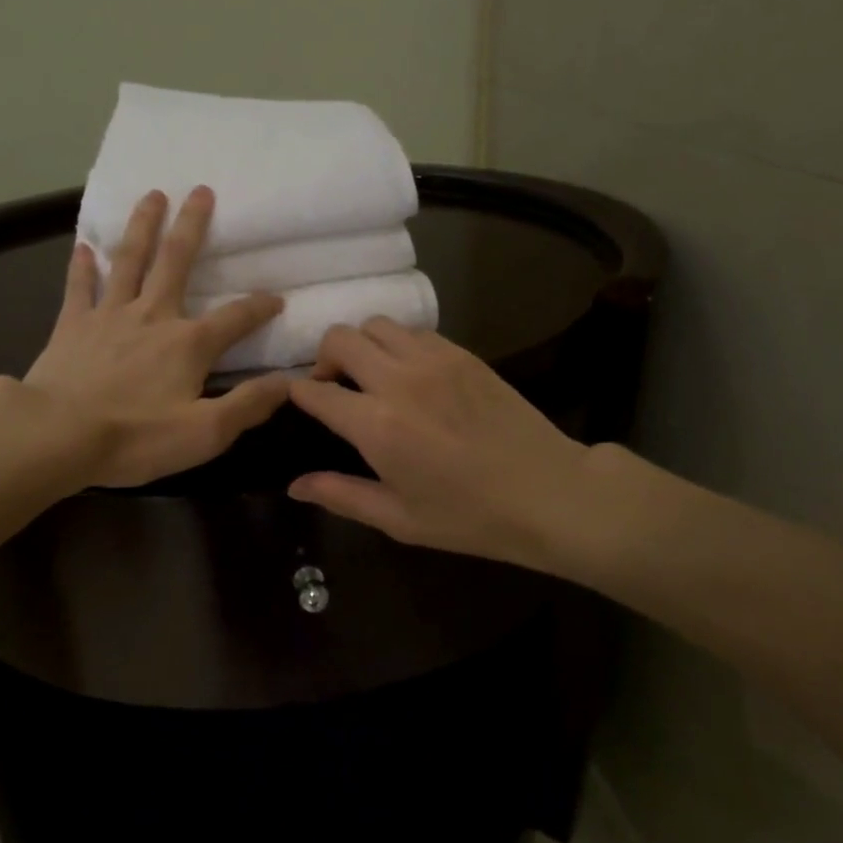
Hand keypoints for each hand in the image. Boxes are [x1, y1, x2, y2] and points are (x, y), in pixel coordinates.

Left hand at [22, 187, 289, 487]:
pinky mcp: (72, 325)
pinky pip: (79, 287)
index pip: (235, 318)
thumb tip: (288, 383)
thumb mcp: (205, 434)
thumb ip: (248, 405)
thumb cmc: (135, 438)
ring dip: (143, 226)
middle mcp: (152, 316)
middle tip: (200, 190)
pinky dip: (82, 266)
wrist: (57, 435)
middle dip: (192, 226)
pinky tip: (84, 246)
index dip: (259, 307)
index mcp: (188, 343)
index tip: (276, 298)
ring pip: (130, 260)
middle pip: (176, 261)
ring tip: (152, 195)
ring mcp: (109, 315)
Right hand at [288, 321, 603, 570]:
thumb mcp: (398, 518)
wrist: (548, 493)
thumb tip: (294, 485)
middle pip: (340, 339)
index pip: (315, 391)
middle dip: (324, 358)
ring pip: (377, 325)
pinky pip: (415, 332)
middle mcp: (398, 380)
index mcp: (376, 425)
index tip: (299, 402)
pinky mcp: (462, 354)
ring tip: (372, 375)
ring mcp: (433, 360)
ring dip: (362, 345)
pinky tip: (411, 374)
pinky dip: (399, 344)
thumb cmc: (469, 516)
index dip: (297, 393)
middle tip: (334, 386)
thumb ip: (340, 495)